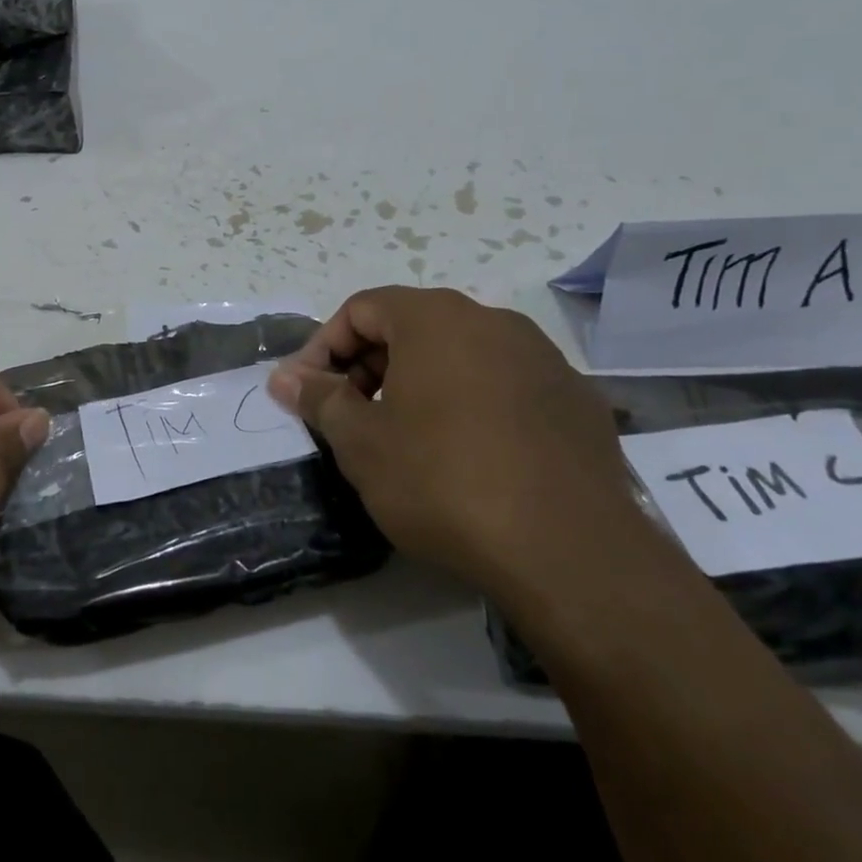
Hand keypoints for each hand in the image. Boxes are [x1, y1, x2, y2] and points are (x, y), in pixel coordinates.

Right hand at [268, 287, 652, 603]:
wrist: (571, 552)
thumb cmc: (444, 482)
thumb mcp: (362, 444)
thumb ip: (320, 399)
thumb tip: (284, 376)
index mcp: (435, 318)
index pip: (361, 308)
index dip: (323, 347)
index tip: (307, 392)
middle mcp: (492, 321)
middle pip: (411, 325)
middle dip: (369, 365)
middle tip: (350, 417)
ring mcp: (543, 358)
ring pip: (460, 354)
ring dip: (420, 384)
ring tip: (405, 438)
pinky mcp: (576, 399)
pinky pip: (505, 384)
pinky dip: (471, 404)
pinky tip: (469, 456)